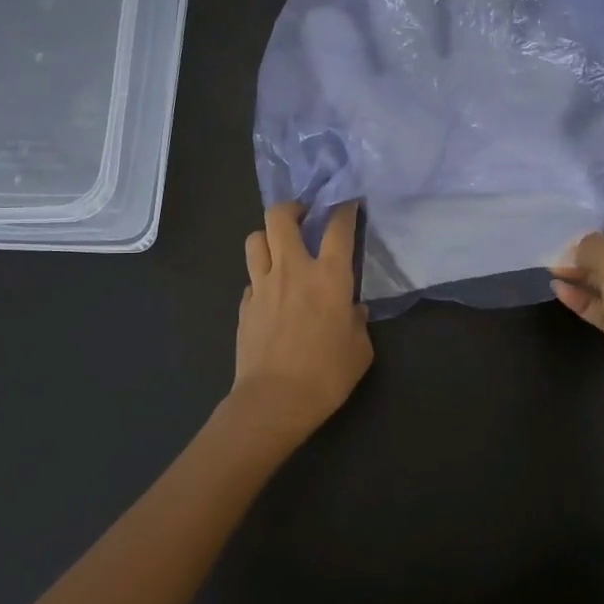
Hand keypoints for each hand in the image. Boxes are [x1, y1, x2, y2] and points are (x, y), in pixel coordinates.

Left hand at [232, 201, 372, 439]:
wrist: (274, 401)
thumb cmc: (326, 375)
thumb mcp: (359, 350)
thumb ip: (357, 322)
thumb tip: (352, 310)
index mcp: (329, 277)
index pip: (338, 227)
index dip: (344, 208)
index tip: (348, 203)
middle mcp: (293, 270)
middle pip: (280, 217)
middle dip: (292, 208)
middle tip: (304, 217)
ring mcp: (262, 285)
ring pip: (255, 239)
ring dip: (269, 238)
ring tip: (281, 250)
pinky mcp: (244, 305)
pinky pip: (251, 278)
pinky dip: (261, 277)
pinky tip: (272, 294)